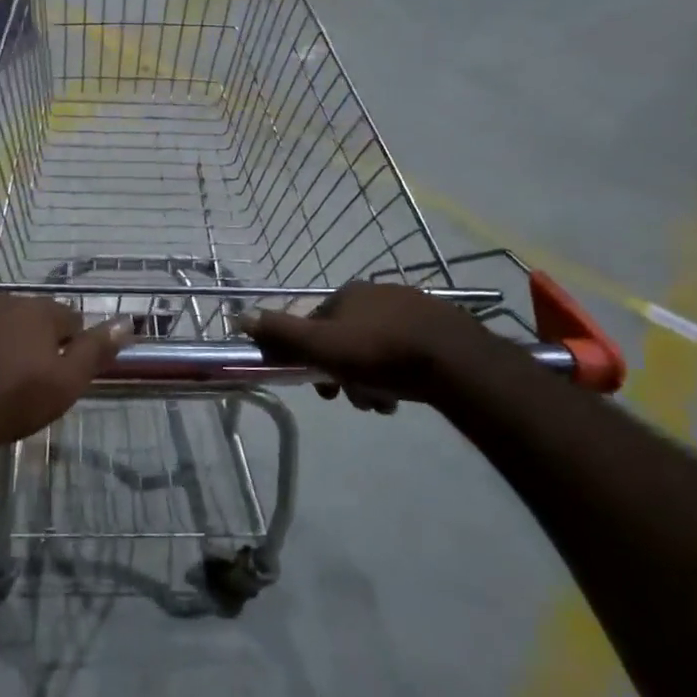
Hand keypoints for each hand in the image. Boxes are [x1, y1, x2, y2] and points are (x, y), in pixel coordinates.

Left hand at [0, 294, 129, 459]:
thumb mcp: (65, 384)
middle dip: (28, 336)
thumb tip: (127, 320)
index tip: (56, 370)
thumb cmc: (11, 403)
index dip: (66, 343)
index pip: (66, 319)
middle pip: (26, 314)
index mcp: (38, 311)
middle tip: (20, 373)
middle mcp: (2, 298)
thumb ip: (96, 350)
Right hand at [241, 282, 488, 412]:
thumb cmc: (380, 352)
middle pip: (345, 340)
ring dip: (370, 380)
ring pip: (375, 350)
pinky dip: (397, 375)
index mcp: (347, 294)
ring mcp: (411, 308)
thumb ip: (282, 333)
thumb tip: (240, 316)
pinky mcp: (439, 328)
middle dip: (344, 373)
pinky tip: (403, 395)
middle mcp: (377, 293)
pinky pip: (404, 354)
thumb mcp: (322, 346)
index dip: (311, 358)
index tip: (321, 386)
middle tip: (353, 399)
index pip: (315, 325)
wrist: (455, 362)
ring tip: (381, 403)